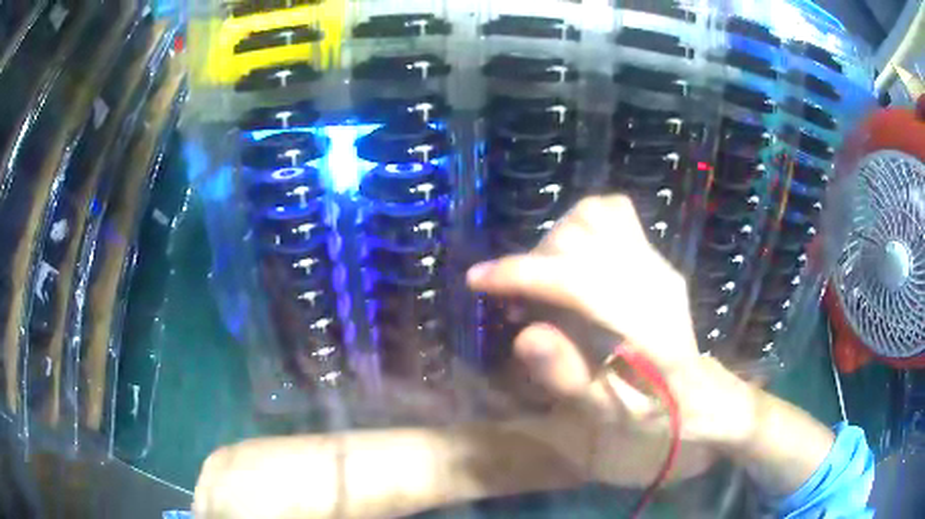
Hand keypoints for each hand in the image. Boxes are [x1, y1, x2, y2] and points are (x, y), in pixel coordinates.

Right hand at [467, 195, 757, 464]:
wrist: (698, 399)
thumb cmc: (652, 416)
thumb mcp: (607, 415)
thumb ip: (569, 377)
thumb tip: (524, 335)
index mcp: (648, 328)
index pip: (577, 279)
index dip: (522, 275)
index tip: (478, 280)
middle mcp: (656, 281)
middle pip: (581, 238)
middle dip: (535, 263)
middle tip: (522, 301)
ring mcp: (659, 264)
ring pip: (596, 215)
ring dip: (557, 241)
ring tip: (547, 278)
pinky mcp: (656, 258)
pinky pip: (614, 214)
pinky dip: (583, 225)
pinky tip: (574, 259)